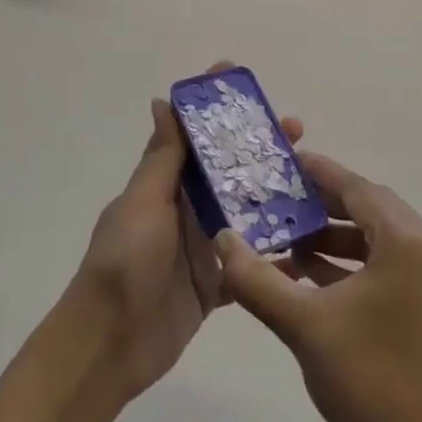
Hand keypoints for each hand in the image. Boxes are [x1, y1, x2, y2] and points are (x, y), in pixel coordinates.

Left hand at [68, 76, 302, 405]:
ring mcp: (200, 246)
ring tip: (312, 180)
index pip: (191, 133)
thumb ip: (161, 157)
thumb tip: (163, 100)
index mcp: (164, 182)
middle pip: (226, 168)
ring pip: (243, 211)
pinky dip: (273, 256)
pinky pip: (248, 264)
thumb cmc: (125, 261)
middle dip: (257, 146)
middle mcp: (184, 207)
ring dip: (272, 194)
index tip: (237, 76)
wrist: (109, 345)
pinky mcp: (213, 285)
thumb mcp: (144, 201)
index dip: (211, 105)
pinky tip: (307, 246)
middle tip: (296, 129)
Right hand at [216, 152, 421, 421]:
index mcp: (409, 243)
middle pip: (369, 207)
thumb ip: (256, 277)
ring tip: (288, 240)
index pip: (357, 188)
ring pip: (377, 237)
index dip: (319, 173)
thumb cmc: (365, 381)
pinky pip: (386, 263)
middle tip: (282, 199)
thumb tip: (221, 238)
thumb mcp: (303, 323)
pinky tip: (309, 274)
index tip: (285, 162)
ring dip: (334, 237)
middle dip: (323, 204)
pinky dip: (351, 263)